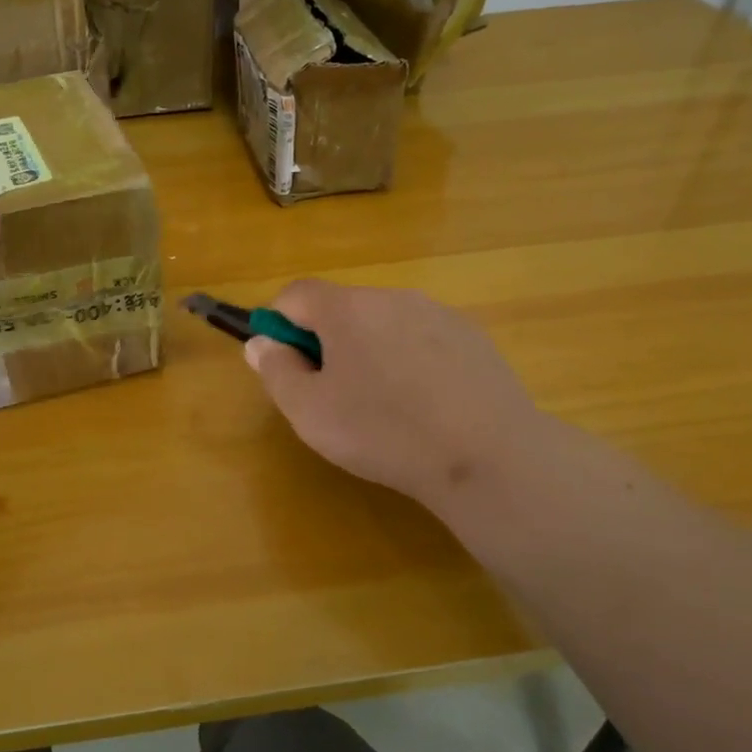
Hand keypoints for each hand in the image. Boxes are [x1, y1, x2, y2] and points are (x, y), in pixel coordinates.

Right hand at [242, 280, 544, 514]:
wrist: (490, 457)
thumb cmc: (384, 432)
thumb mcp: (309, 412)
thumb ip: (276, 370)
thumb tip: (261, 342)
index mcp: (347, 308)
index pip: (295, 294)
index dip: (279, 324)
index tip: (286, 364)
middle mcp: (392, 297)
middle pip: (341, 307)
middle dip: (326, 341)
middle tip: (333, 393)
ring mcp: (438, 313)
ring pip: (383, 323)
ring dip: (370, 350)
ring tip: (384, 405)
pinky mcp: (473, 337)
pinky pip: (422, 339)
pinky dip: (410, 361)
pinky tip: (425, 405)